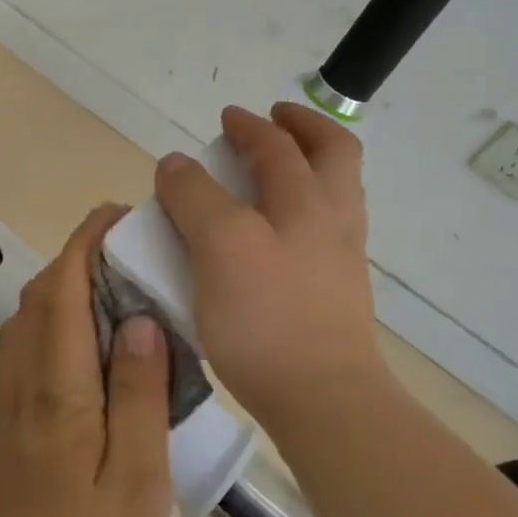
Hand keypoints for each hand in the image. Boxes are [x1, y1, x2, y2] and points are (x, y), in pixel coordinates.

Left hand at [0, 205, 173, 516]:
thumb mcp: (137, 479)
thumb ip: (138, 393)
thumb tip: (138, 318)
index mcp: (57, 388)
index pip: (62, 290)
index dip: (85, 243)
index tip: (117, 215)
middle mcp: (23, 381)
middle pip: (39, 296)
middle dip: (76, 258)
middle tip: (129, 252)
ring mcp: (11, 403)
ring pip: (29, 320)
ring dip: (64, 287)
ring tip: (118, 290)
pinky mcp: (11, 424)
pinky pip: (29, 348)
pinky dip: (57, 321)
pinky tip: (95, 346)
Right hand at [155, 103, 383, 429]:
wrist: (323, 398)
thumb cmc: (266, 316)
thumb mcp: (219, 245)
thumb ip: (195, 197)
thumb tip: (177, 163)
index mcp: (306, 200)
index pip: (276, 145)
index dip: (247, 126)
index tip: (226, 118)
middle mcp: (332, 220)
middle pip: (333, 155)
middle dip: (305, 129)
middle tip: (274, 122)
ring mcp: (341, 258)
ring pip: (335, 193)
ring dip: (309, 166)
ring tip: (274, 170)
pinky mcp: (336, 292)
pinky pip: (324, 230)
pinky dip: (304, 208)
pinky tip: (277, 230)